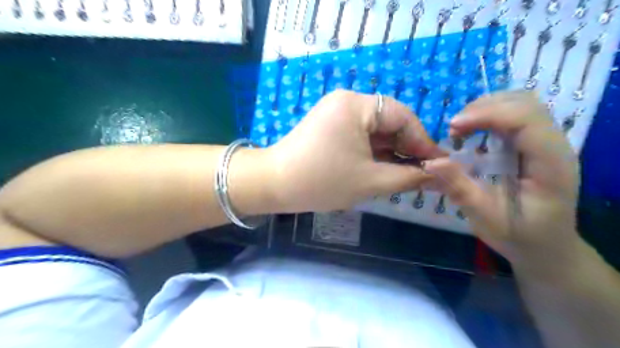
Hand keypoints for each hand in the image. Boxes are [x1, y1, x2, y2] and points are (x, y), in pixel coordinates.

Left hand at [263, 90, 443, 212]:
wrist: (273, 185)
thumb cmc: (321, 182)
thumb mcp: (370, 181)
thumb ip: (408, 176)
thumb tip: (437, 174)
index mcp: (356, 105)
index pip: (402, 117)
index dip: (422, 141)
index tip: (438, 164)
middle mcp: (346, 101)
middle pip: (388, 122)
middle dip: (406, 148)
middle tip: (421, 172)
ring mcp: (335, 112)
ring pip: (374, 130)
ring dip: (390, 151)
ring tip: (405, 174)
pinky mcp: (328, 125)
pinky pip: (359, 134)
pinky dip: (373, 151)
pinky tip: (383, 167)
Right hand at [422, 92, 581, 271]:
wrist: (546, 247)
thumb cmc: (519, 236)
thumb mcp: (485, 217)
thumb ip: (459, 188)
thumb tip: (430, 162)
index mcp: (551, 164)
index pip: (526, 119)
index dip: (488, 115)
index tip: (453, 128)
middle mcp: (555, 146)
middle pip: (525, 103)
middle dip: (484, 108)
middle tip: (454, 128)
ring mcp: (546, 143)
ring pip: (520, 104)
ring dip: (485, 109)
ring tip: (460, 128)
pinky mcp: (534, 145)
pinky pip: (514, 116)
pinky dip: (488, 116)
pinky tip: (472, 131)